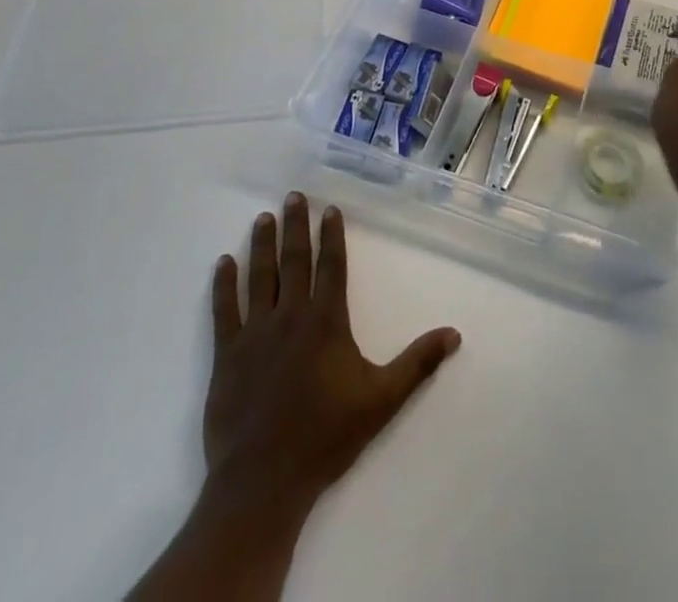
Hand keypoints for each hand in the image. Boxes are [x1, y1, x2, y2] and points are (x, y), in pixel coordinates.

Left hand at [203, 193, 461, 522]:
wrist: (264, 480)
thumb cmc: (326, 436)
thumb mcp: (382, 400)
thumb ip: (418, 364)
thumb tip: (454, 334)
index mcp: (326, 321)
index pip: (331, 265)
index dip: (331, 235)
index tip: (329, 209)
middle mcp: (290, 315)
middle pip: (294, 260)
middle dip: (295, 226)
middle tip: (292, 196)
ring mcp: (255, 333)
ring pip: (259, 276)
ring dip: (262, 244)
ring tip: (263, 217)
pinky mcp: (226, 354)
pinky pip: (224, 310)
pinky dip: (223, 284)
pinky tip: (223, 262)